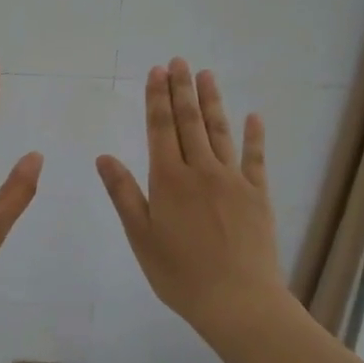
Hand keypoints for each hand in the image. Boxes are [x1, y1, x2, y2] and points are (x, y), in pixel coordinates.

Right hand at [97, 59, 282, 329]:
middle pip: (190, 122)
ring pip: (220, 132)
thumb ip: (124, 194)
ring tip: (207, 75)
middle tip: (179, 61)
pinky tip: (253, 117)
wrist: (239, 301)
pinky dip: (255, 136)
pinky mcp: (258, 195)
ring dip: (212, 102)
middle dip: (182, 90)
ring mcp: (234, 181)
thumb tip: (104, 156)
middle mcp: (202, 171)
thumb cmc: (180, 274)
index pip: (161, 129)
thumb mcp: (141, 237)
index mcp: (169, 181)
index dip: (157, 99)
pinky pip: (256, 158)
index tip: (156, 72)